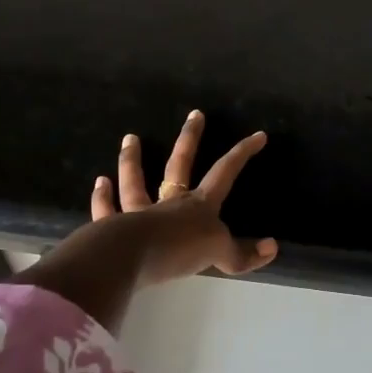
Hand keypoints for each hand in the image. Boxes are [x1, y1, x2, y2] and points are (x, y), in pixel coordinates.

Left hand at [87, 111, 277, 283]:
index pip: (225, 173)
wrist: (132, 258)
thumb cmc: (179, 250)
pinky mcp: (112, 228)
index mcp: (199, 205)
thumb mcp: (219, 254)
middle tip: (194, 114)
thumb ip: (242, 254)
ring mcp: (139, 213)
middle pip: (180, 164)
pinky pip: (107, 209)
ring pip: (135, 182)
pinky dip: (103, 198)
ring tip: (129, 139)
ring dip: (132, 161)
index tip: (258, 135)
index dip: (242, 154)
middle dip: (190, 139)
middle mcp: (169, 202)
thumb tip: (272, 248)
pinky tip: (100, 183)